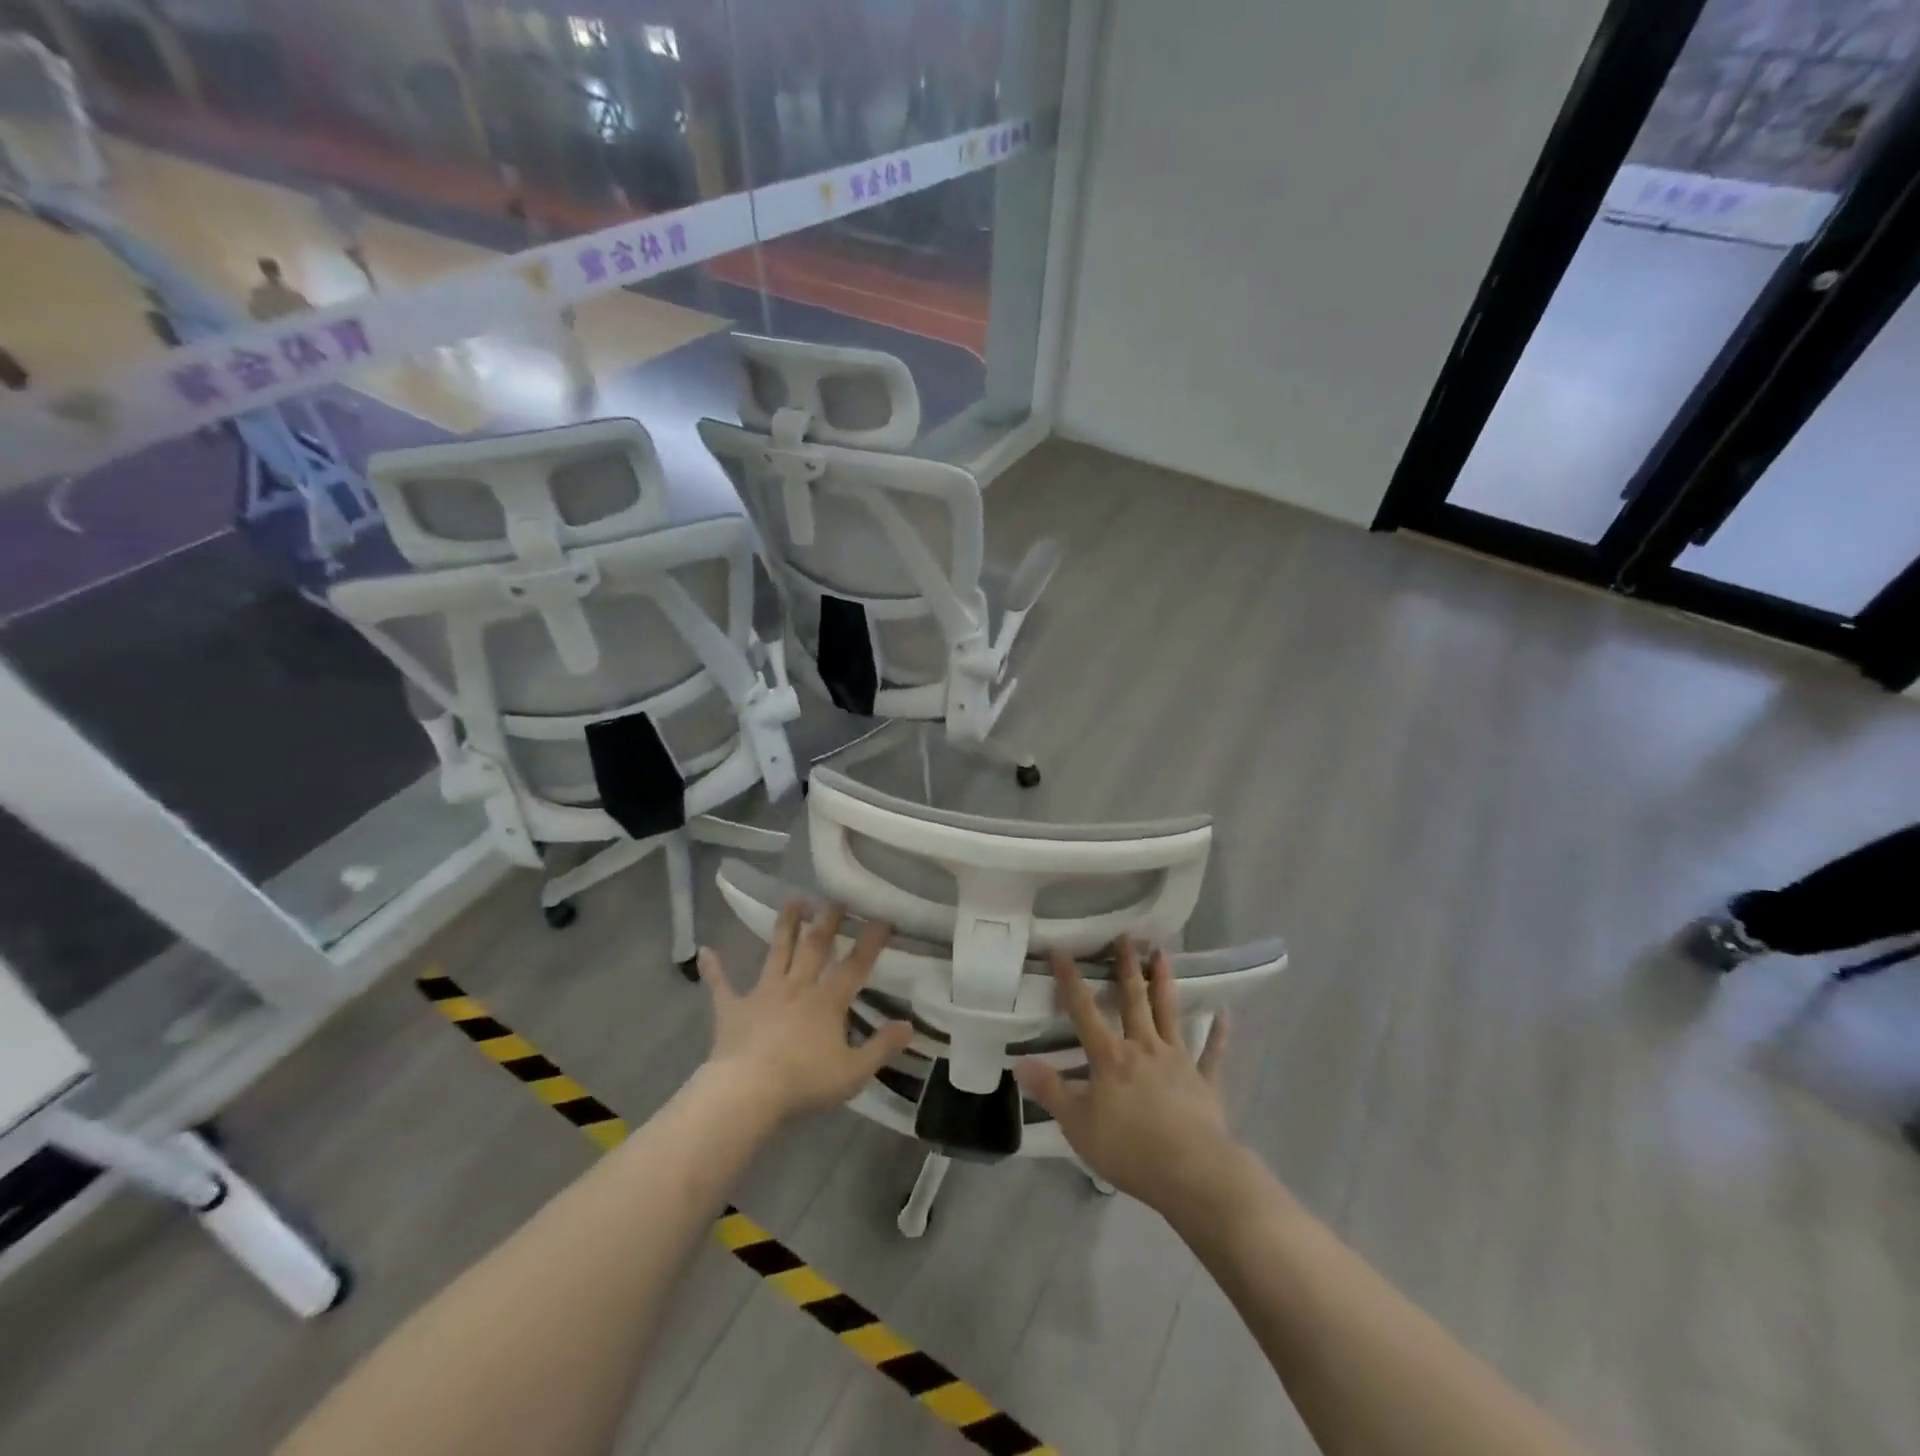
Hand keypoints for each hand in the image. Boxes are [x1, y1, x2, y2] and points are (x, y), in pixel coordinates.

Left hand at [698, 901, 912, 1121]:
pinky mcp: (733, 1009)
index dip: (871, 940)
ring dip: (786, 926)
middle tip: (836, 896)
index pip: (856, 965)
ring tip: (793, 899)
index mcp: (828, 1001)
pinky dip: (714, 968)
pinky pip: (722, 985)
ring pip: (777, 952)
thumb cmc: (804, 1082)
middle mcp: (798, 987)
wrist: (747, 1093)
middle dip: (828, 920)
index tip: (883, 916)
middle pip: (816, 947)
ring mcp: (763, 994)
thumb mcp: (854, 1071)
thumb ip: (882, 1046)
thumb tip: (910, 1024)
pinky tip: (705, 950)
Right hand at [1014, 941, 1240, 1217]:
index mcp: (1109, 1057)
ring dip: (1164, 982)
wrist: (1191, 1172)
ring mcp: (1177, 1060)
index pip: (1084, 1010)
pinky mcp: (1204, 1082)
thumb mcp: (1078, 1124)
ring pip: (1169, 1013)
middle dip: (1126, 966)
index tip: (1062, 950)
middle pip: (1133, 999)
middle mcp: (1143, 1047)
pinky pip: (1212, 1053)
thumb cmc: (1129, 1148)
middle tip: (1126, 936)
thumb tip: (1020, 1063)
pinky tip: (1224, 1014)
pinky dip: (1218, 1033)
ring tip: (1163, 953)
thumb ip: (1051, 1091)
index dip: (1070, 980)